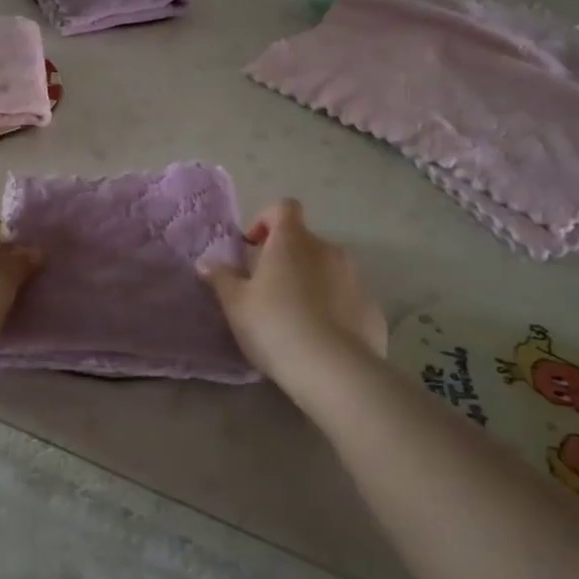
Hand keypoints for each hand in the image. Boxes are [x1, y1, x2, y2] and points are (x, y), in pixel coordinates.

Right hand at [199, 199, 385, 389]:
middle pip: (304, 241)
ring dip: (311, 281)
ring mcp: (355, 277)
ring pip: (328, 269)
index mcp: (293, 241)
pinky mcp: (372, 307)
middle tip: (268, 290)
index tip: (252, 247)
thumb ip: (221, 278)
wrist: (334, 371)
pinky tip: (321, 337)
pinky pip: (347, 297)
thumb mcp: (236, 304)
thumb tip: (206, 263)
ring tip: (295, 317)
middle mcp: (328, 249)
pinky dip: (334, 307)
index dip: (266, 220)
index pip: (284, 208)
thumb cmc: (275, 326)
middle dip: (287, 258)